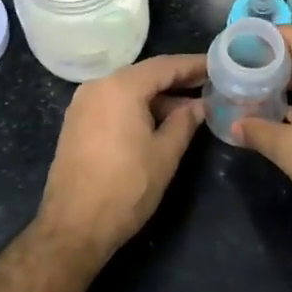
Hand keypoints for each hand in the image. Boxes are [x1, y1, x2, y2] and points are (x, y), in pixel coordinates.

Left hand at [37, 53, 206, 260]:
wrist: (74, 226)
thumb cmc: (126, 188)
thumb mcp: (165, 154)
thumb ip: (185, 123)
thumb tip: (199, 106)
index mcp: (120, 87)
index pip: (164, 66)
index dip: (193, 65)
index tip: (217, 66)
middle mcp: (97, 86)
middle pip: (144, 75)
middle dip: (177, 81)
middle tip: (208, 86)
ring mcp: (83, 104)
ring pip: (128, 90)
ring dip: (158, 98)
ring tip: (190, 109)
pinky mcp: (77, 123)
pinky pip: (113, 104)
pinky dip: (137, 108)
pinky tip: (159, 122)